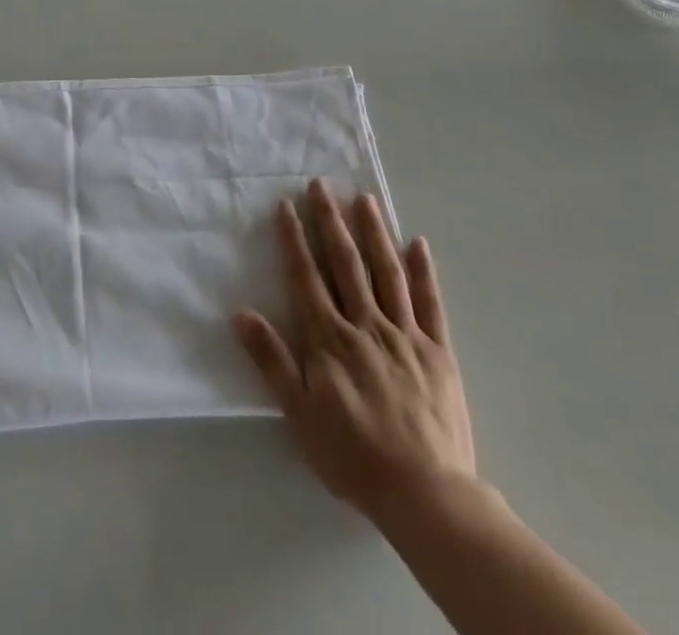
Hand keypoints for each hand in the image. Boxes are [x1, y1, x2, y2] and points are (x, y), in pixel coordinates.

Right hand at [235, 180, 474, 526]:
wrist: (426, 494)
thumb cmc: (353, 456)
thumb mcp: (299, 414)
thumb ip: (271, 360)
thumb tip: (240, 313)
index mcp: (330, 339)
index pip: (307, 277)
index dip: (294, 239)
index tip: (286, 205)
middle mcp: (366, 324)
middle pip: (346, 263)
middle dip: (330, 220)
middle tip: (321, 184)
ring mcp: (405, 334)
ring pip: (387, 272)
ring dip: (374, 232)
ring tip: (365, 198)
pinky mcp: (438, 350)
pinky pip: (430, 303)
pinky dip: (424, 271)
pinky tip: (418, 243)